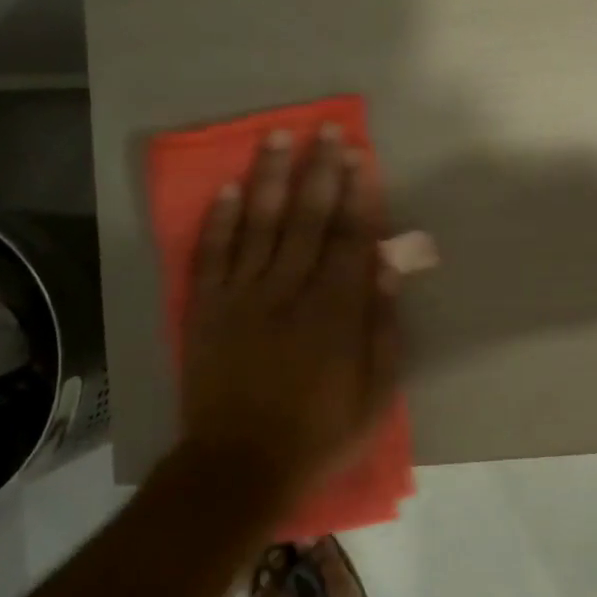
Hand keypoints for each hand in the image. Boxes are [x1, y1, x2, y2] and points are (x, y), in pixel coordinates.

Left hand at [180, 127, 399, 494]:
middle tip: (325, 128)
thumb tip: (388, 265)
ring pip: (258, 225)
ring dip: (269, 178)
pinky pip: (211, 256)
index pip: (351, 239)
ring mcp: (242, 297)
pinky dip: (218, 221)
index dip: (358, 195)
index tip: (361, 157)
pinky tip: (226, 188)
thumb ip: (382, 326)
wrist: (239, 467)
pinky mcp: (207, 310)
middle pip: (307, 219)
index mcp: (335, 312)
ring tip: (276, 137)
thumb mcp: (375, 393)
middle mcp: (289, 291)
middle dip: (319, 171)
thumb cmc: (319, 434)